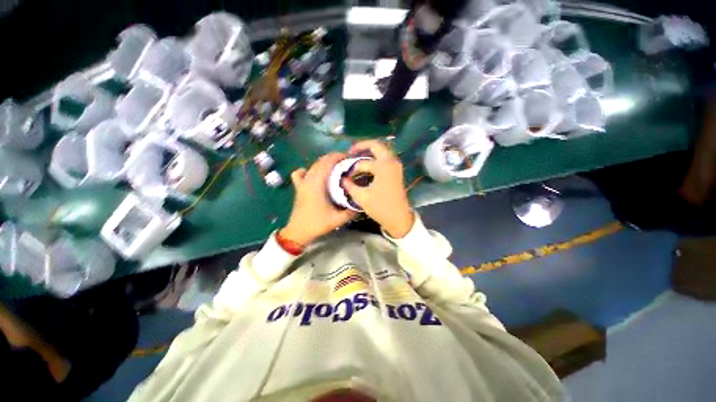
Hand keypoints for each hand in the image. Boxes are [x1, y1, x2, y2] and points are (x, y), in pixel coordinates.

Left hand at [282, 153, 357, 245]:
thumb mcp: (337, 220)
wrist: (298, 232)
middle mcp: (308, 180)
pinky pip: (300, 174)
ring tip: (335, 166)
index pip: (327, 163)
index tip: (349, 157)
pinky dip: (307, 170)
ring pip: (313, 166)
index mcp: (317, 184)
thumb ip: (351, 212)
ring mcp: (302, 183)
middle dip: (333, 158)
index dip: (338, 157)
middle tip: (346, 162)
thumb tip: (361, 205)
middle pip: (320, 162)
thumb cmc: (317, 224)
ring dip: (324, 162)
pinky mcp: (298, 188)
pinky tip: (313, 174)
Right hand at [342, 140, 414, 237]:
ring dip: (369, 153)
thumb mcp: (362, 197)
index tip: (346, 175)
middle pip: (376, 145)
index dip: (352, 168)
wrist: (398, 218)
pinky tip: (366, 166)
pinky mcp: (396, 172)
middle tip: (351, 152)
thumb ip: (350, 186)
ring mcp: (396, 166)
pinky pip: (385, 159)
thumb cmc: (381, 207)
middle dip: (362, 146)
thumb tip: (342, 179)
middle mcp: (391, 162)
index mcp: (383, 166)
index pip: (363, 163)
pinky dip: (375, 159)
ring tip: (357, 159)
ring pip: (381, 152)